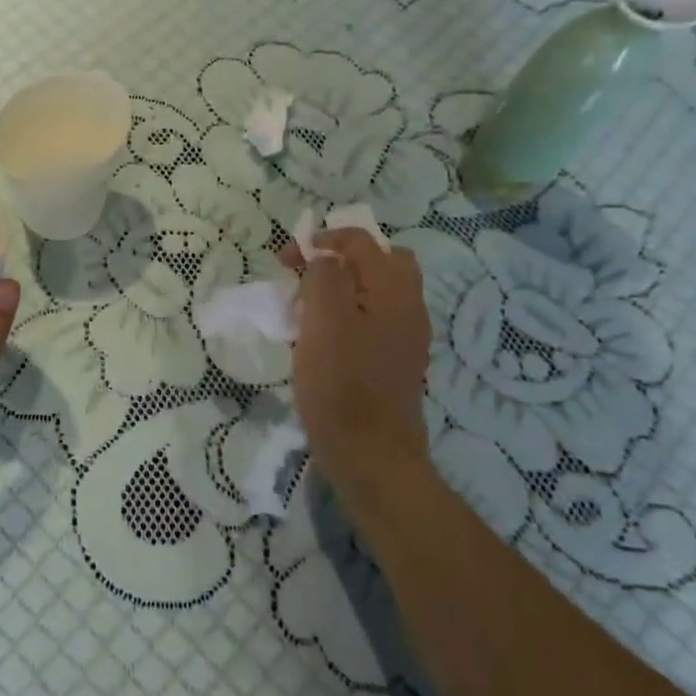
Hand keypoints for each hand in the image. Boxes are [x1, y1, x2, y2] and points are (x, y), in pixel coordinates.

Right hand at [285, 228, 435, 528]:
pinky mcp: (396, 361)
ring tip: (308, 308)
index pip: (361, 241)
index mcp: (393, 290)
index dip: (323, 239)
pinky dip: (349, 314)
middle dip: (340, 259)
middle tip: (306, 275)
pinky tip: (323, 339)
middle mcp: (408, 307)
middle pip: (380, 261)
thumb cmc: (342, 385)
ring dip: (343, 287)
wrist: (371, 455)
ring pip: (376, 291)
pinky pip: (374, 320)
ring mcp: (406, 336)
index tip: (287, 258)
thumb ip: (324, 277)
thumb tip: (323, 259)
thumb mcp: (324, 321)